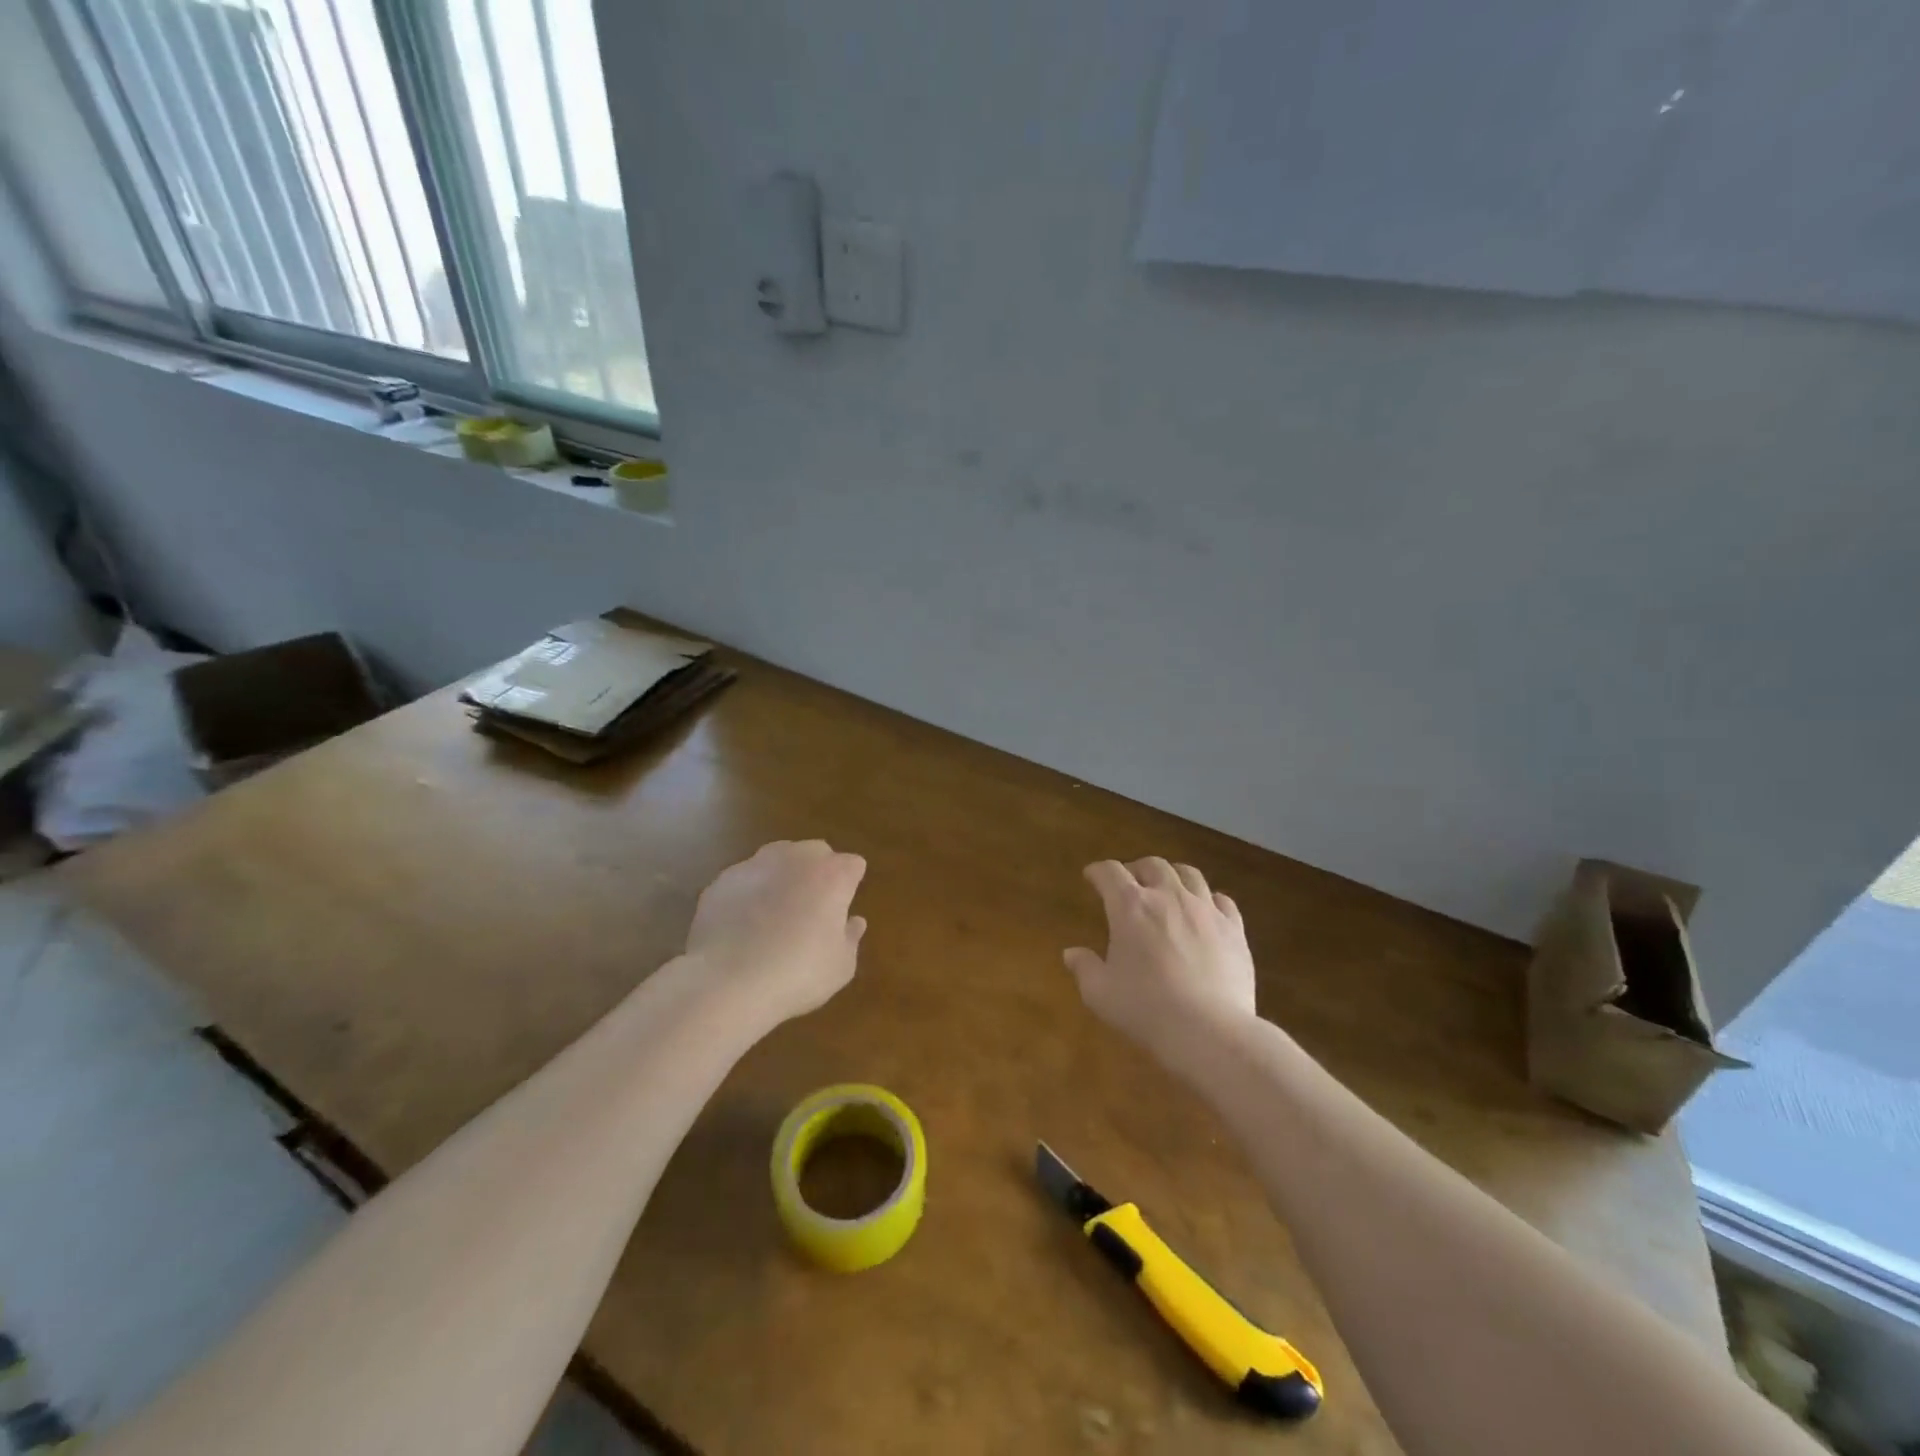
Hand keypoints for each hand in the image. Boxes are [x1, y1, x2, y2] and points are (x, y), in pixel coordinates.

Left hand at [684, 841, 867, 1023]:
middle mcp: (796, 858)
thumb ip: (850, 938)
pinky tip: (743, 925)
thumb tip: (854, 922)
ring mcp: (756, 864)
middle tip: (812, 909)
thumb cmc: (797, 974)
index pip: (853, 865)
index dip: (850, 886)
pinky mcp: (723, 880)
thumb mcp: (840, 967)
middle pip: (816, 852)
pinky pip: (746, 879)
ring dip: (783, 876)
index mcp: (832, 875)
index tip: (842, 911)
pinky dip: (749, 893)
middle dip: (818, 872)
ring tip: (774, 913)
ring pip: (778, 858)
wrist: (727, 981)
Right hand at [1064, 858, 1256, 1055]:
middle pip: (1152, 865)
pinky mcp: (1234, 929)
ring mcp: (1205, 910)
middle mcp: (1168, 897)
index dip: (1098, 871)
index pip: (1110, 872)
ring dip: (1173, 875)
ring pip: (1189, 874)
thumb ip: (1084, 968)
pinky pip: (1222, 901)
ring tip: (1168, 887)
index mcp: (1130, 907)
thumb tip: (1071, 953)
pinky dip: (1209, 899)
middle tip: (1130, 882)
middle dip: (1137, 869)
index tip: (1092, 876)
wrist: (1209, 1031)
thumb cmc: (1146, 1009)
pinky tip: (1206, 910)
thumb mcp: (1100, 993)